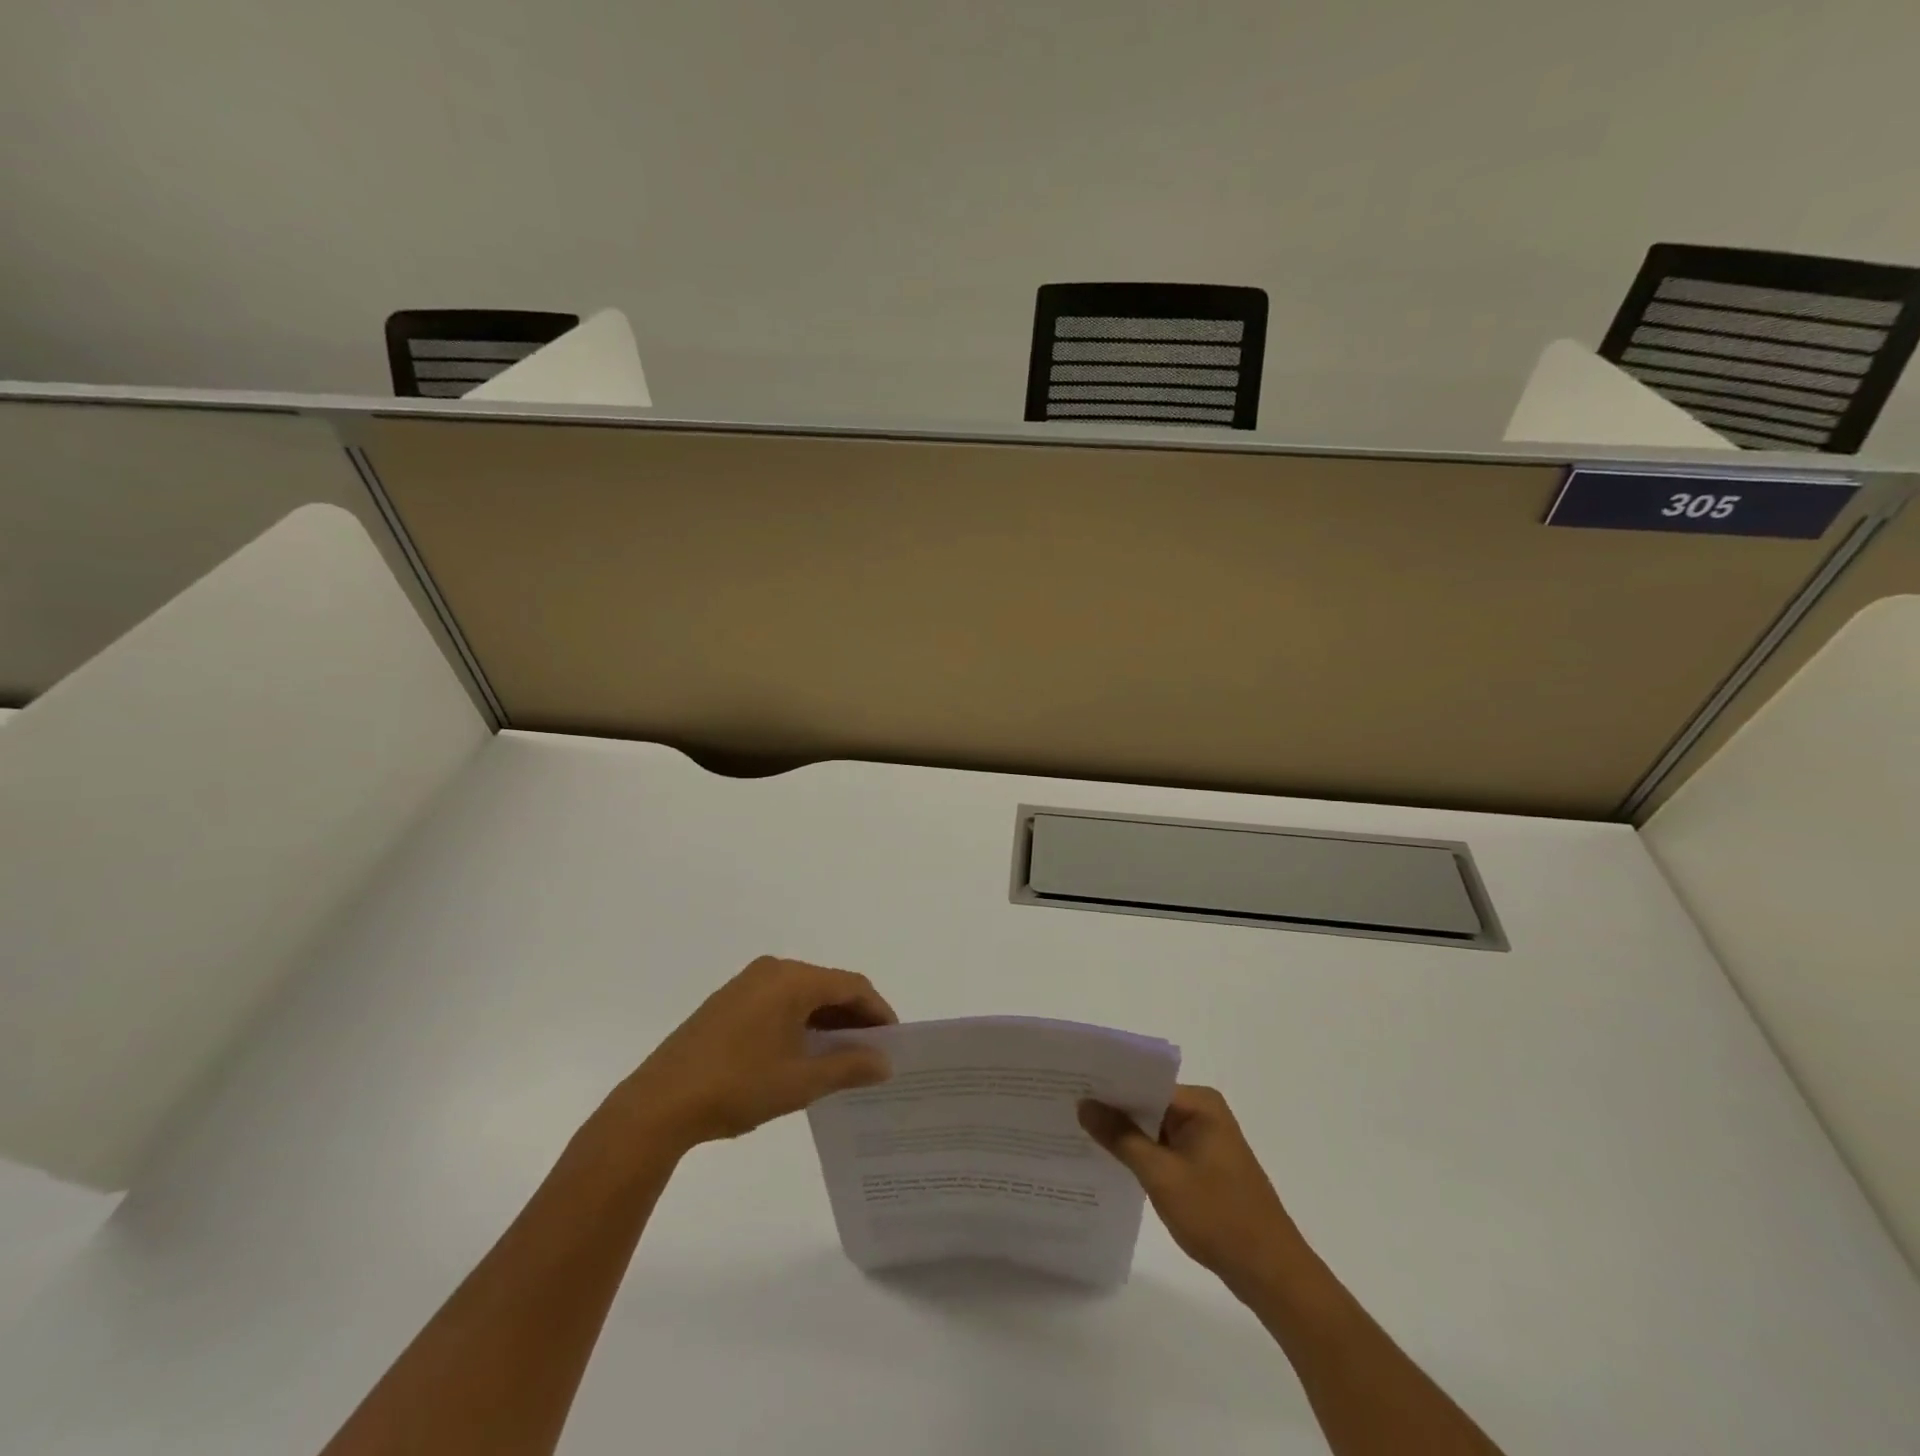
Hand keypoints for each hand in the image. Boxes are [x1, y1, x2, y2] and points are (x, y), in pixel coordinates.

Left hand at [620, 957, 896, 1152]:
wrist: (659, 1104)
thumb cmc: (737, 1087)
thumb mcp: (801, 1082)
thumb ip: (849, 1066)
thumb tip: (885, 1061)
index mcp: (792, 980)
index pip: (851, 985)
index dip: (878, 1011)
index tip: (894, 1042)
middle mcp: (772, 970)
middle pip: (828, 986)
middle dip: (854, 1016)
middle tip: (874, 1052)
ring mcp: (747, 984)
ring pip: (804, 994)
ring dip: (828, 1020)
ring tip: (845, 1056)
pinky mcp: (729, 1002)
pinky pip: (780, 1002)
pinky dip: (801, 1021)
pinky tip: (806, 1052)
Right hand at [1080, 1084, 1305, 1292]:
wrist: (1271, 1274)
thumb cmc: (1218, 1216)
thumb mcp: (1162, 1175)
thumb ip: (1121, 1137)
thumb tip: (1085, 1104)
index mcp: (1200, 1103)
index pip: (1144, 1082)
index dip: (1108, 1086)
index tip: (1070, 1088)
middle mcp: (1204, 1112)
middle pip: (1148, 1102)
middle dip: (1113, 1110)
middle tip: (1067, 1109)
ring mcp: (1206, 1139)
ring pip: (1154, 1127)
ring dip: (1126, 1134)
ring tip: (1079, 1132)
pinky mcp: (1205, 1165)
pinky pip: (1165, 1148)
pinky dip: (1142, 1154)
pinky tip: (1111, 1162)